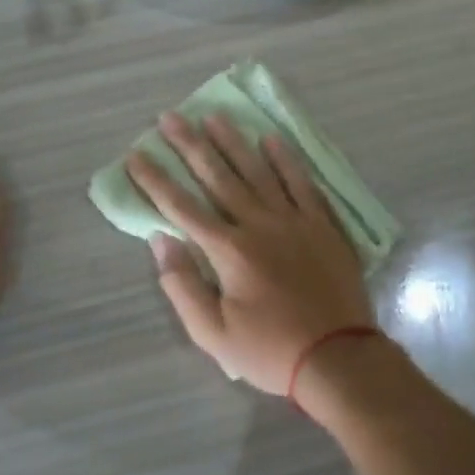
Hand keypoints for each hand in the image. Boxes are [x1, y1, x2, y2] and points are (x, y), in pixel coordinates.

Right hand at [127, 113, 375, 396]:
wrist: (338, 358)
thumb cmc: (270, 351)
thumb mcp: (213, 333)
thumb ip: (183, 285)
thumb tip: (161, 240)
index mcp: (228, 250)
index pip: (181, 207)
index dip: (155, 180)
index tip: (135, 155)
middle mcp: (259, 224)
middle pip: (218, 176)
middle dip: (190, 145)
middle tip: (170, 117)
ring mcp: (295, 220)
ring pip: (258, 170)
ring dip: (233, 142)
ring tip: (213, 116)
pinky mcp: (323, 224)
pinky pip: (302, 182)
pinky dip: (286, 159)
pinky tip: (272, 139)